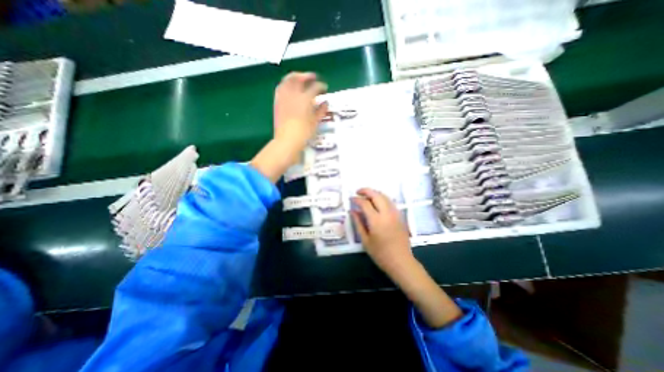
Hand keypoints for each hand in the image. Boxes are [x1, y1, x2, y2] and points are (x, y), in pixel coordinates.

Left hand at [251, 71, 327, 181]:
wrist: (287, 140)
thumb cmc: (304, 133)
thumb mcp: (315, 122)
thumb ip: (321, 111)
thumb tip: (325, 103)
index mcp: (305, 99)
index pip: (315, 87)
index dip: (321, 86)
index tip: (325, 88)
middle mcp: (293, 94)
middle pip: (299, 78)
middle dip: (307, 76)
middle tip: (313, 77)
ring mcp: (284, 97)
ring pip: (287, 80)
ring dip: (295, 77)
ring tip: (300, 78)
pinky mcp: (277, 102)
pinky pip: (280, 88)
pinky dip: (286, 84)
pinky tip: (289, 87)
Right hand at [352, 189, 463, 328]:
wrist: (401, 261)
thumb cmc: (380, 254)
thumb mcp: (365, 240)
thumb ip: (358, 223)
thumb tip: (352, 211)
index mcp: (376, 221)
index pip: (365, 203)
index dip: (357, 199)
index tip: (351, 199)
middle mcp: (387, 213)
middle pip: (376, 195)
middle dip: (366, 191)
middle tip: (358, 192)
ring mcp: (395, 214)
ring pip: (385, 196)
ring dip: (375, 193)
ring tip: (366, 196)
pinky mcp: (400, 216)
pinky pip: (390, 202)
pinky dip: (382, 198)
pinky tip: (377, 202)